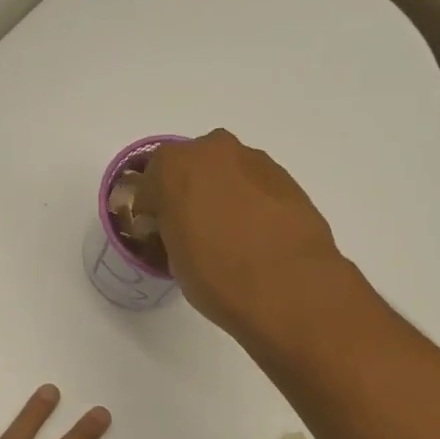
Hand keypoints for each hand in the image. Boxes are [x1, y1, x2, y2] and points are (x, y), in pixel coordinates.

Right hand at [140, 129, 344, 334]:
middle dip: (190, 195)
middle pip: (193, 169)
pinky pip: (257, 188)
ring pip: (228, 175)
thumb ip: (171, 230)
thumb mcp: (174, 259)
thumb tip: (183, 230)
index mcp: (174, 165)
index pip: (150, 184)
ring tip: (232, 239)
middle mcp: (214, 150)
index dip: (154, 211)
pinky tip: (258, 239)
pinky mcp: (288, 179)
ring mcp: (256, 161)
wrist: (289, 288)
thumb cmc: (217, 276)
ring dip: (224, 197)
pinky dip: (252, 205)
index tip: (161, 236)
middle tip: (195, 233)